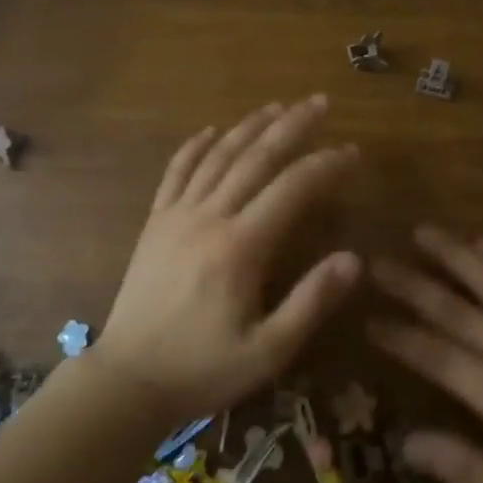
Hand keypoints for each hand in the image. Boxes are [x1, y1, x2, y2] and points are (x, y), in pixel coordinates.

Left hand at [94, 96, 360, 427]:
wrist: (128, 380)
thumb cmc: (203, 369)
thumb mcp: (268, 351)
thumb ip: (312, 302)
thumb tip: (355, 259)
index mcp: (240, 247)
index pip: (292, 188)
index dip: (326, 165)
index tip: (352, 152)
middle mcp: (209, 217)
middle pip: (256, 157)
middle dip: (292, 126)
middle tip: (320, 102)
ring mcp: (177, 215)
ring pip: (218, 156)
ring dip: (250, 126)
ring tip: (278, 105)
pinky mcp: (155, 222)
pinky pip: (176, 172)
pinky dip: (196, 146)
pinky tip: (212, 130)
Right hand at [369, 227, 482, 482]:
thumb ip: (460, 466)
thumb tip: (403, 442)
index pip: (437, 355)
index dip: (399, 335)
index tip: (367, 318)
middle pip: (456, 308)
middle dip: (411, 283)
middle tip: (376, 260)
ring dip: (454, 253)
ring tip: (422, 231)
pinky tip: (481, 241)